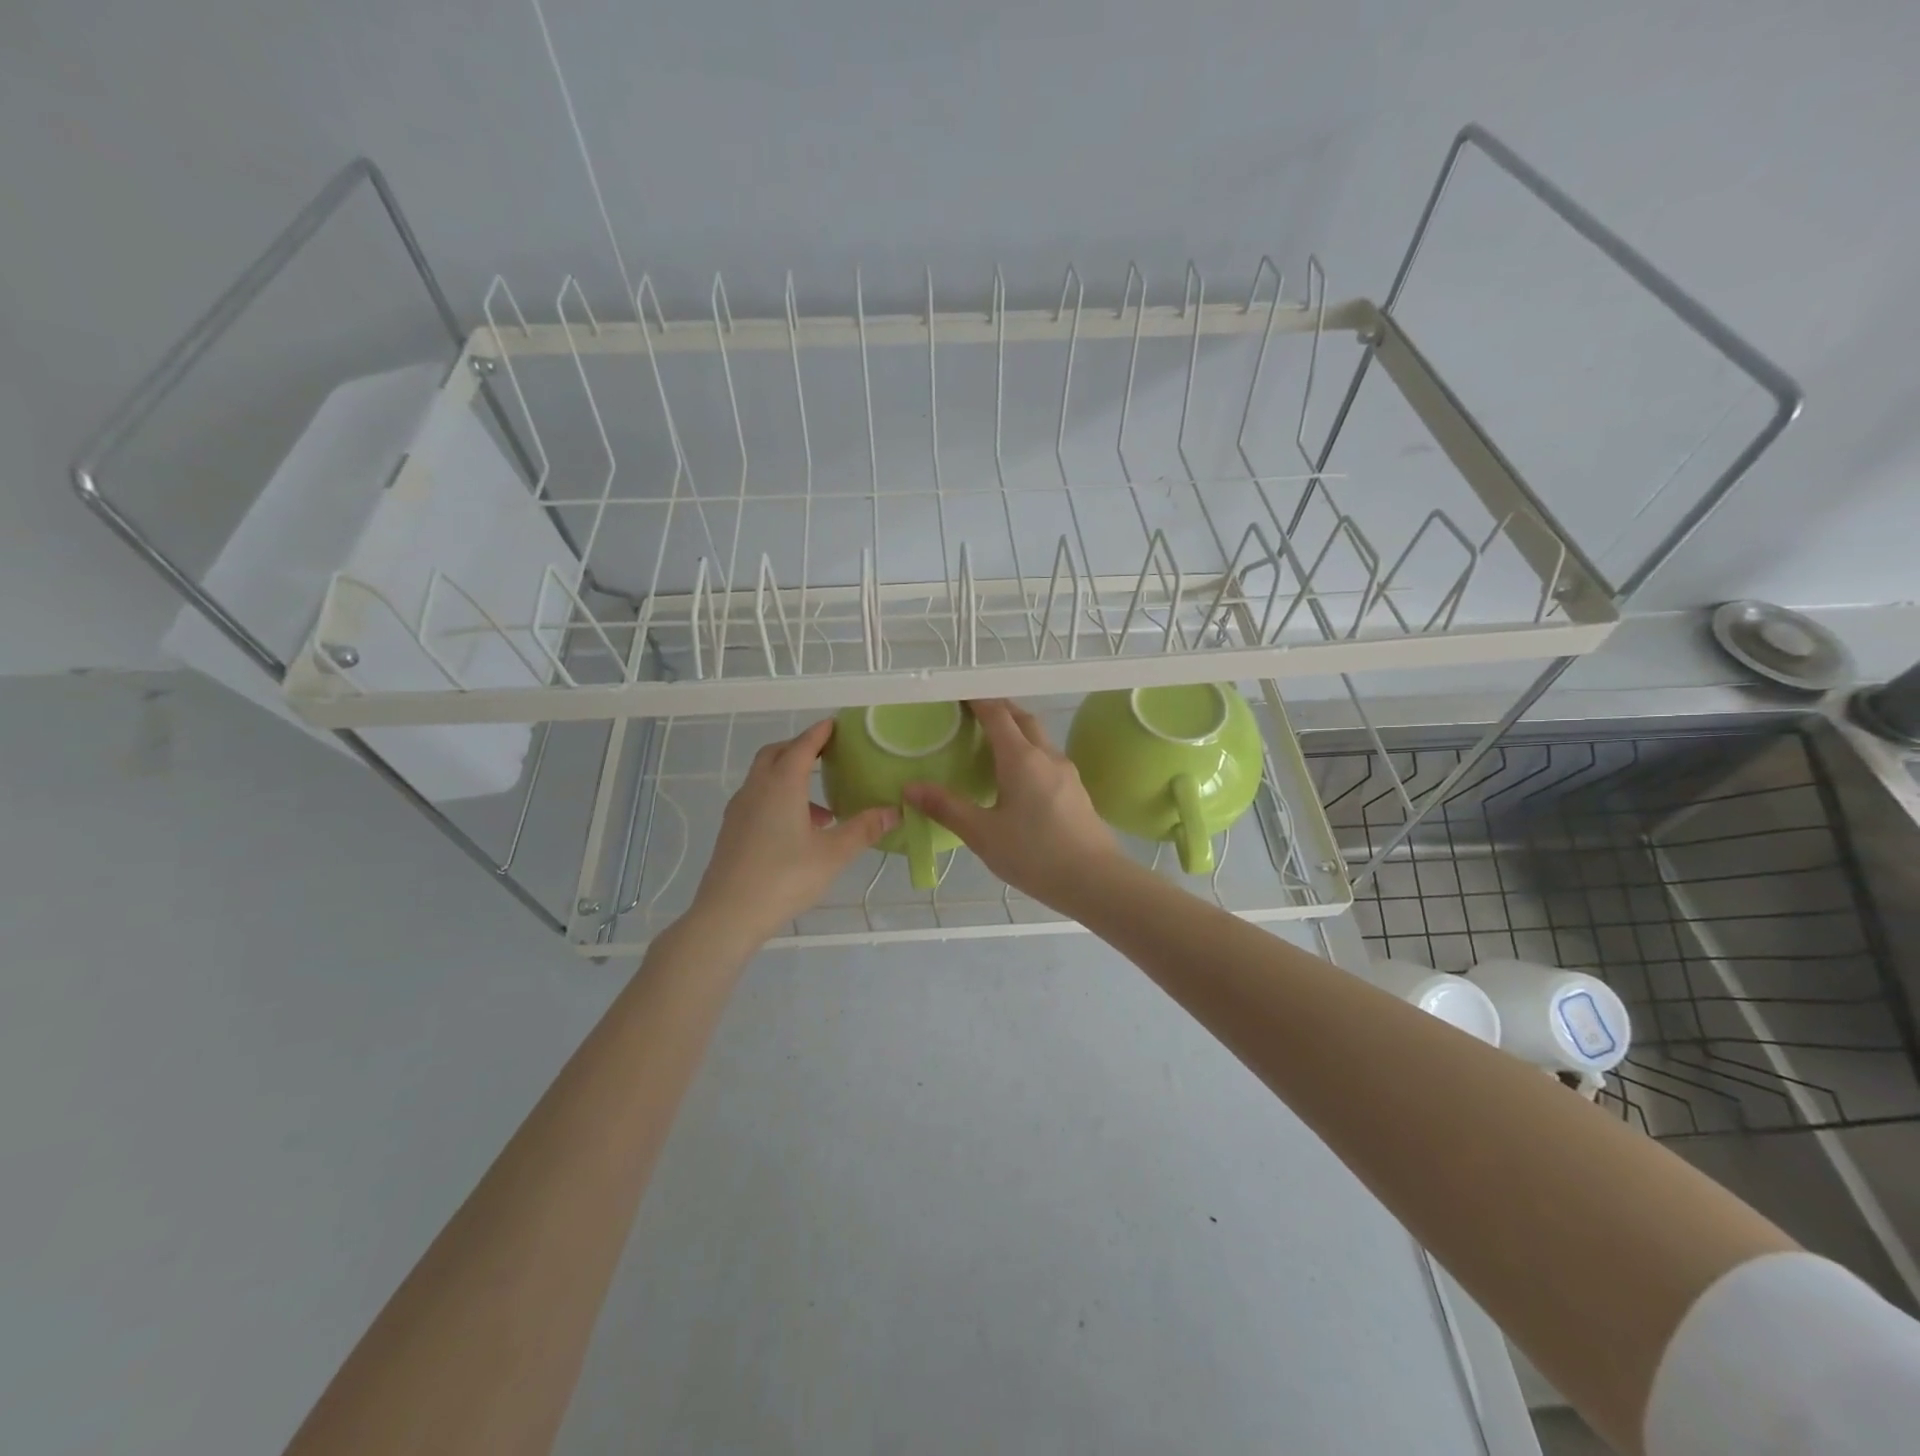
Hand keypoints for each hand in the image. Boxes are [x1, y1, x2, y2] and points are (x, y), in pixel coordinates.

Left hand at [687, 720, 897, 947]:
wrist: (728, 914)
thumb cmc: (785, 878)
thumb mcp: (833, 854)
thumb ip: (864, 829)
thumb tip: (894, 810)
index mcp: (781, 785)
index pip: (802, 746)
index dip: (820, 733)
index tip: (835, 724)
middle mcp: (756, 788)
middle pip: (776, 754)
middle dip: (800, 748)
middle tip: (826, 755)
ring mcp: (740, 809)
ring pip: (764, 778)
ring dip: (790, 778)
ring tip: (823, 808)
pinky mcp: (732, 830)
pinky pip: (758, 799)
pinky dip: (779, 799)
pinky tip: (798, 831)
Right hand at [904, 699, 1123, 913]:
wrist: (1095, 880)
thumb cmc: (1034, 854)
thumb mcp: (982, 833)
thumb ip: (946, 807)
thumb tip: (910, 787)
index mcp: (1021, 758)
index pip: (997, 714)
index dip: (977, 701)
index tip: (958, 696)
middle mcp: (1047, 756)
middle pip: (1022, 719)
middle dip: (998, 709)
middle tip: (973, 714)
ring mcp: (1066, 772)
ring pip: (1039, 738)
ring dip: (1017, 730)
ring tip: (993, 743)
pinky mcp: (1076, 790)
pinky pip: (1048, 758)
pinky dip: (1029, 752)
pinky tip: (1018, 777)